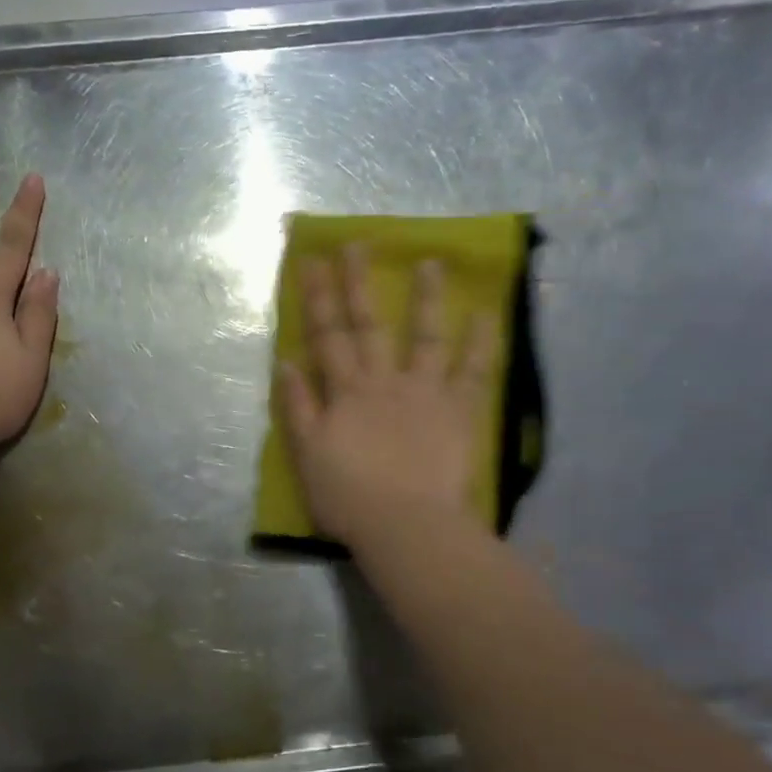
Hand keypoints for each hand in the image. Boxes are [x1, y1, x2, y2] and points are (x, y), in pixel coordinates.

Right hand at [278, 246, 495, 551]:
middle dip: (359, 283)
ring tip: (431, 263)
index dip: (318, 298)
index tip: (313, 261)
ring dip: (426, 299)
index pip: (327, 336)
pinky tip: (485, 313)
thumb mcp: (307, 455)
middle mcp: (383, 381)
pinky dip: (480, 342)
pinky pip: (473, 371)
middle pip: (368, 325)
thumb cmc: (349, 497)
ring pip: (424, 337)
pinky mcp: (458, 410)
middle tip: (357, 245)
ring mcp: (424, 392)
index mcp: (346, 392)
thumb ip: (297, 407)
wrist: (405, 526)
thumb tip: (286, 362)